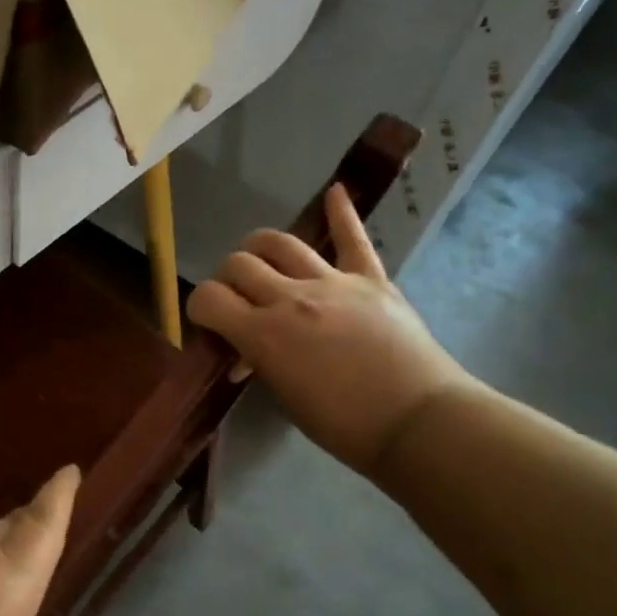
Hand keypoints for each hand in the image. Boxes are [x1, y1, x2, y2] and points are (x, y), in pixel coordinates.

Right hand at [187, 185, 476, 476]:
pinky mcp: (371, 280)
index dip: (198, 307)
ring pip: (281, 243)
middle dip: (227, 279)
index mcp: (264, 333)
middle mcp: (291, 298)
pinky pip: (353, 239)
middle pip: (239, 264)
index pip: (209, 298)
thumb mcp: (285, 397)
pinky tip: (336, 191)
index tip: (207, 322)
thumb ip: (260, 362)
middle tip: (237, 299)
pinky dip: (343, 213)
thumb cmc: (344, 424)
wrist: (418, 421)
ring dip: (260, 248)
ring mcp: (333, 283)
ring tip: (260, 259)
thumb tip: (247, 353)